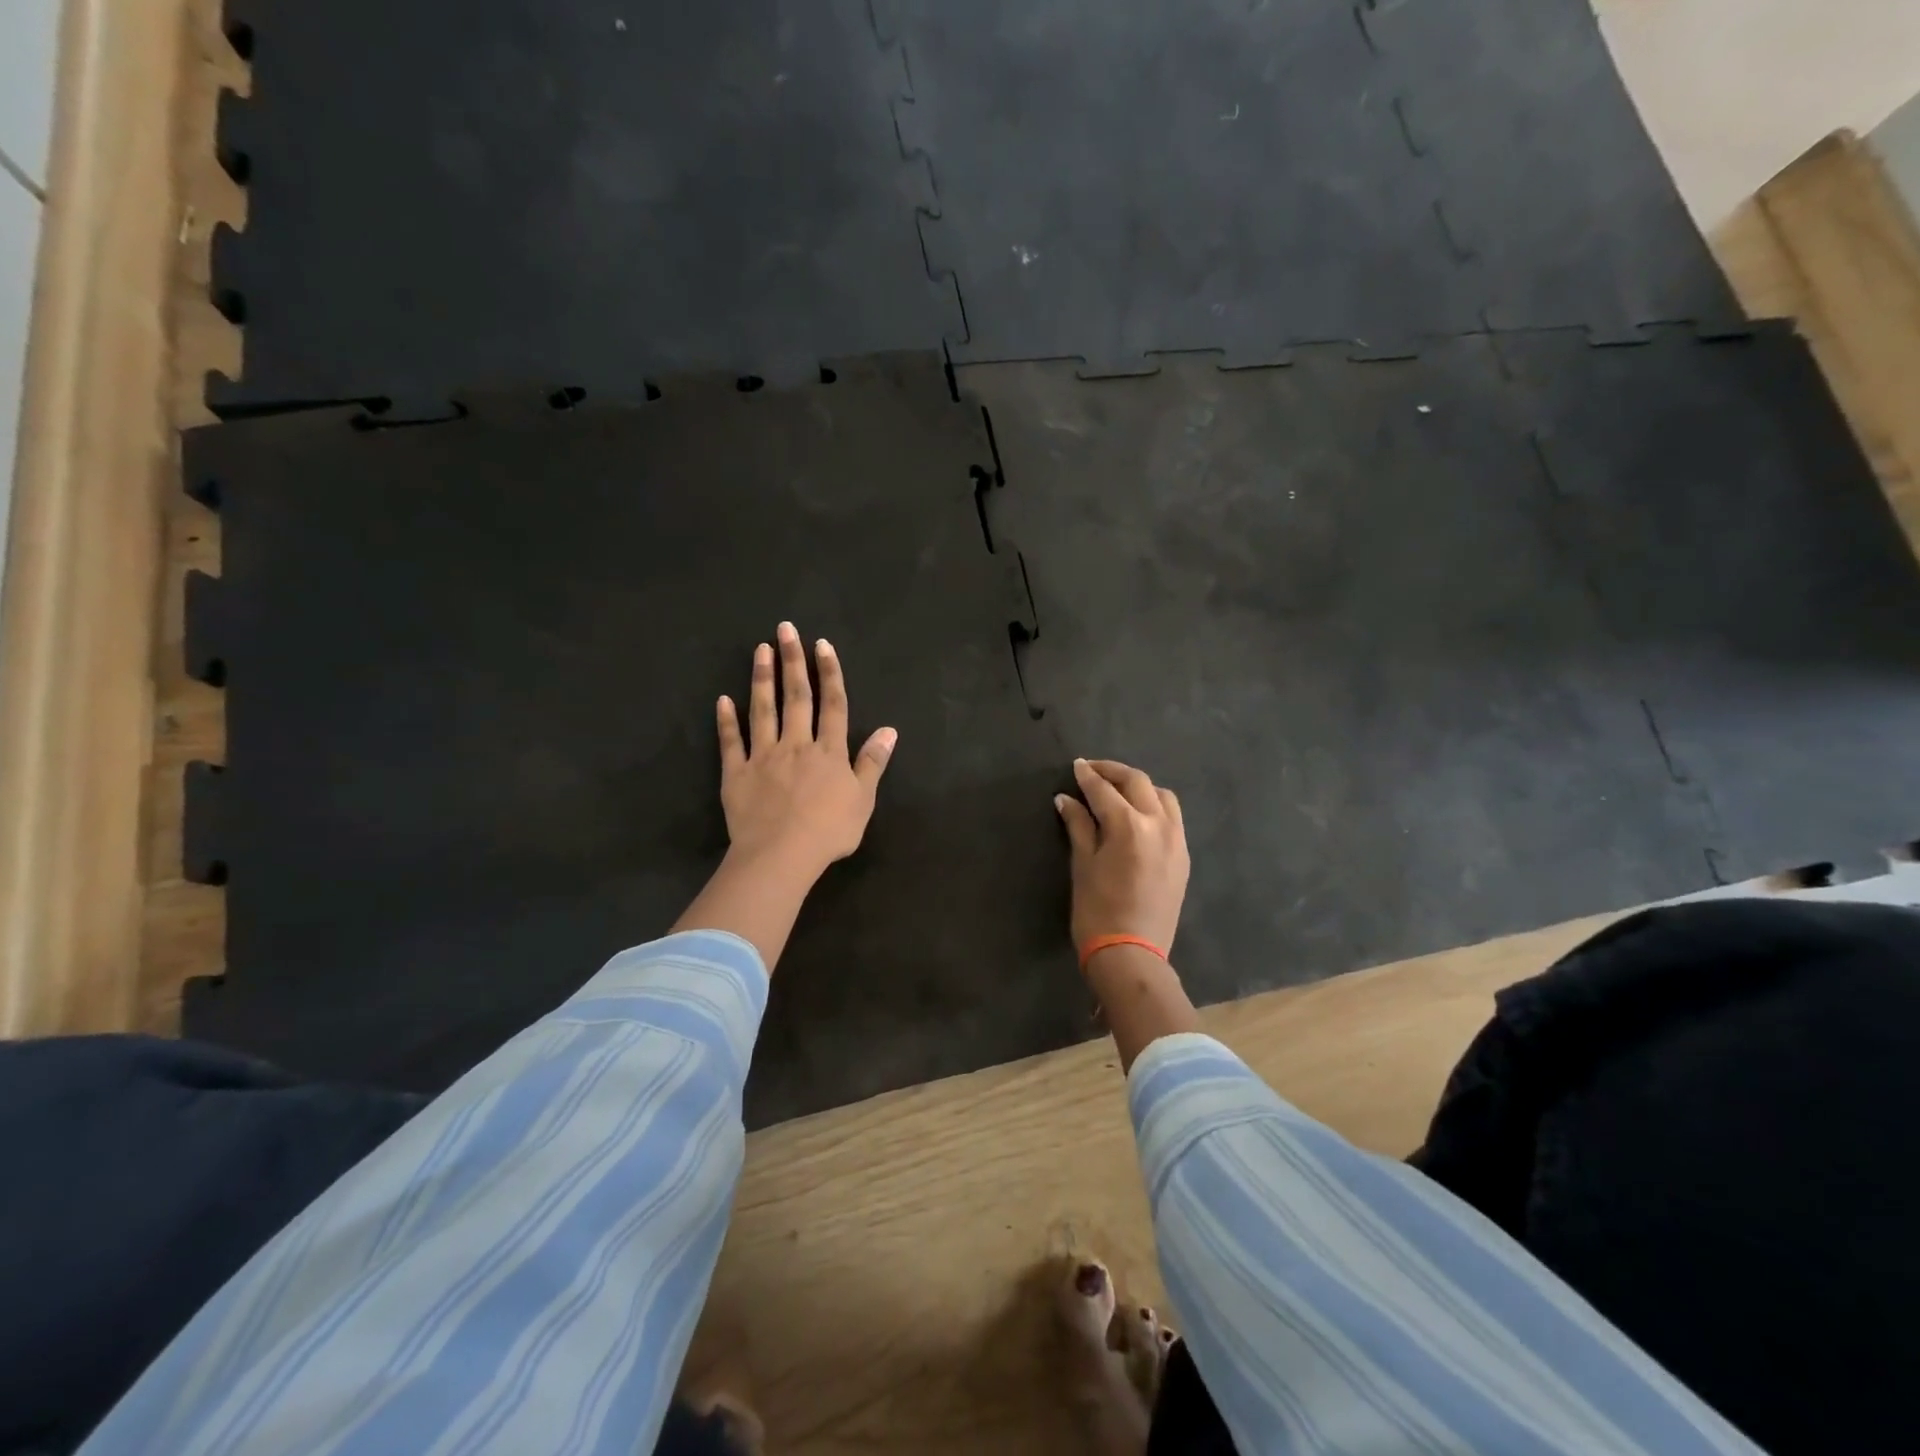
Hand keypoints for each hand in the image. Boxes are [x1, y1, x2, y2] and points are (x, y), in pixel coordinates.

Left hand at [717, 621, 897, 879]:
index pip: (833, 704)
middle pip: (796, 696)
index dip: (829, 673)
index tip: (822, 645)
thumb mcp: (863, 799)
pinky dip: (727, 720)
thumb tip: (889, 730)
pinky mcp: (737, 773)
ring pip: (763, 710)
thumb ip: (873, 762)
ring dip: (762, 678)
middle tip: (785, 629)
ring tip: (760, 650)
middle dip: (792, 661)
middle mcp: (796, 744)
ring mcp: (764, 756)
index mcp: (829, 751)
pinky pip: (732, 742)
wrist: (780, 856)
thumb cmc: (828, 831)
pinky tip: (723, 699)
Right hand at [1055, 759, 1189, 958]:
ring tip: (1119, 791)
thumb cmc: (1097, 910)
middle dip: (1114, 772)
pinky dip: (1155, 806)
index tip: (1077, 766)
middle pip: (1138, 782)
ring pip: (1162, 796)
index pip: (1104, 789)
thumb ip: (1079, 825)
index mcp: (1129, 825)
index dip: (1088, 776)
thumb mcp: (1083, 864)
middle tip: (1093, 771)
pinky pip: (1173, 818)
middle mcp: (1158, 824)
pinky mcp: (1183, 856)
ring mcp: (1177, 840)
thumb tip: (1066, 799)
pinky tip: (1138, 814)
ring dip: (1139, 787)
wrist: (1132, 954)